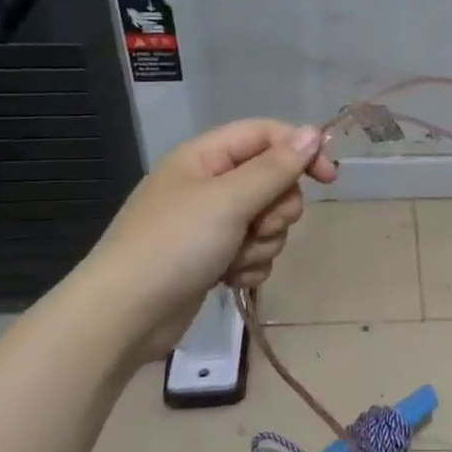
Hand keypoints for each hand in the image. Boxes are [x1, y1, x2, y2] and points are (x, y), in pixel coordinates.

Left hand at [77, 119, 337, 354]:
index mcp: (205, 157)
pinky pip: (254, 251)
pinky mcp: (213, 257)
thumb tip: (315, 133)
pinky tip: (228, 279)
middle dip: (276, 209)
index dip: (300, 151)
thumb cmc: (173, 246)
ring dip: (262, 243)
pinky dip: (249, 265)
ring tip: (234, 259)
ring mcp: (210, 223)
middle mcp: (209, 184)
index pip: (266, 135)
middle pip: (273, 181)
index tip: (329, 178)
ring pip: (267, 221)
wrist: (122, 318)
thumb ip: (276, 167)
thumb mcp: (229, 201)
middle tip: (258, 227)